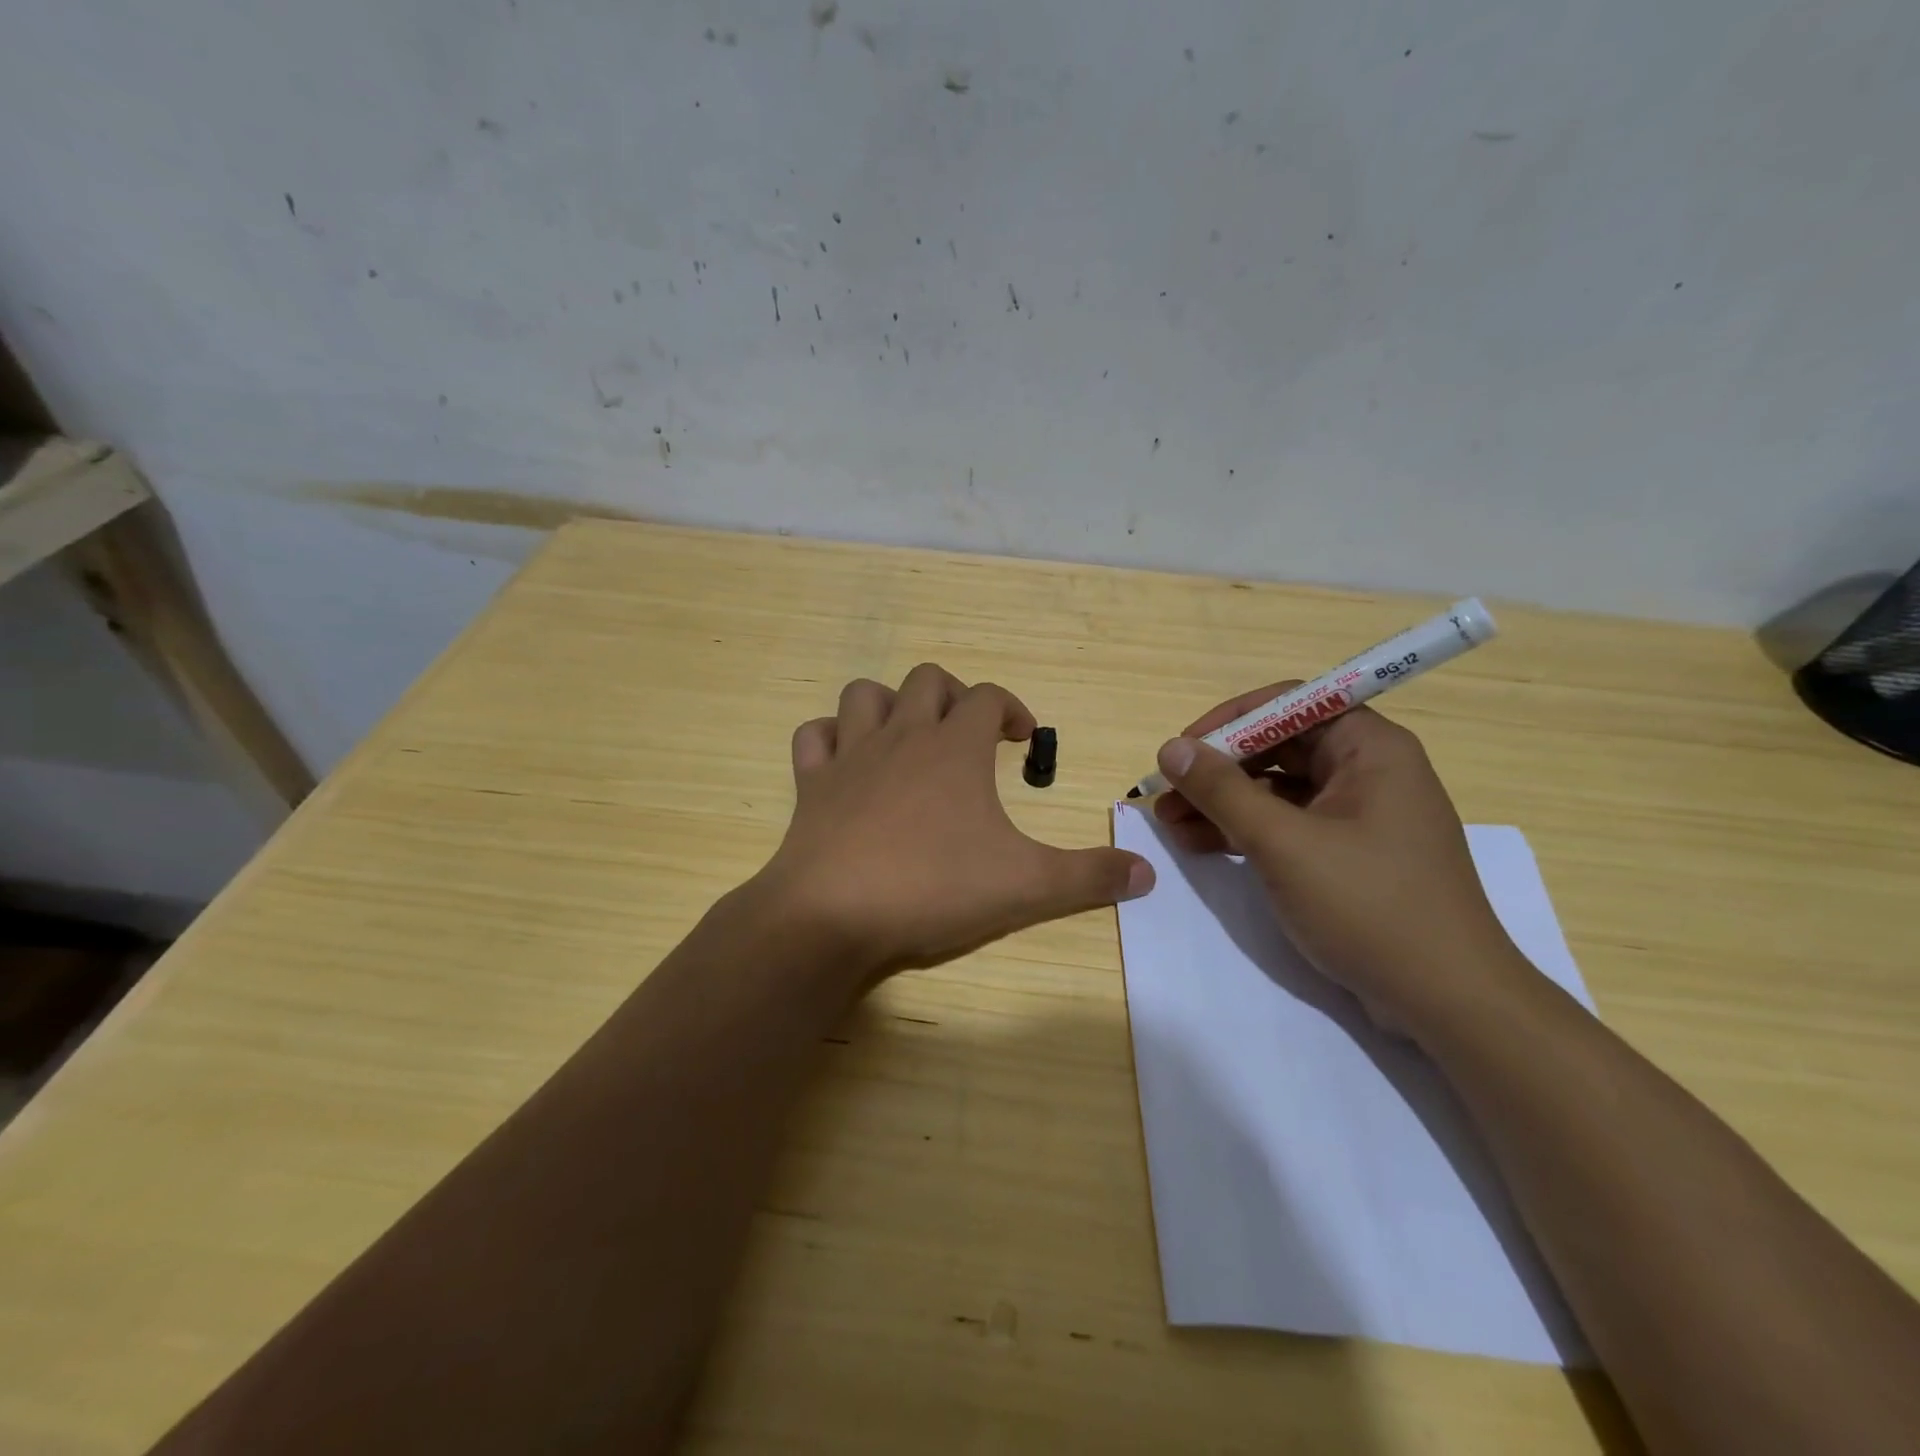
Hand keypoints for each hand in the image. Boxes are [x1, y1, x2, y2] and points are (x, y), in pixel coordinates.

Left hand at [755, 663, 1153, 980]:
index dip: (1013, 709)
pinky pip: (813, 737)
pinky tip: (846, 761)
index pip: (990, 697)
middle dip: (954, 696)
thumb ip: (1090, 876)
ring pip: (864, 694)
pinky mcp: (811, 785)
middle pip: (928, 680)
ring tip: (908, 737)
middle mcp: (901, 737)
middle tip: (970, 735)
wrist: (833, 915)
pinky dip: (830, 738)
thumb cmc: (934, 888)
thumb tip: (1147, 874)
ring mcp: (850, 757)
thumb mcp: (1027, 886)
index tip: (1023, 739)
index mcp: (954, 748)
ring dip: (889, 704)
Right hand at [1152, 684, 1531, 1033]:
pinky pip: (1289, 825)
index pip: (1289, 705)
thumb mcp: (1283, 844)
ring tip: (1171, 825)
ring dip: (1223, 803)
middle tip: (1166, 793)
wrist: (1448, 1002)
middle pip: (1279, 747)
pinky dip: (1246, 831)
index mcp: (1370, 749)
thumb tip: (1171, 748)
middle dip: (1218, 769)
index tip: (1183, 750)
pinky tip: (1201, 845)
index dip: (1230, 721)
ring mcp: (1360, 815)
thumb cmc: (1369, 906)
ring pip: (1277, 789)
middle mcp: (1368, 771)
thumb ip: (1223, 791)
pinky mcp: (1350, 854)